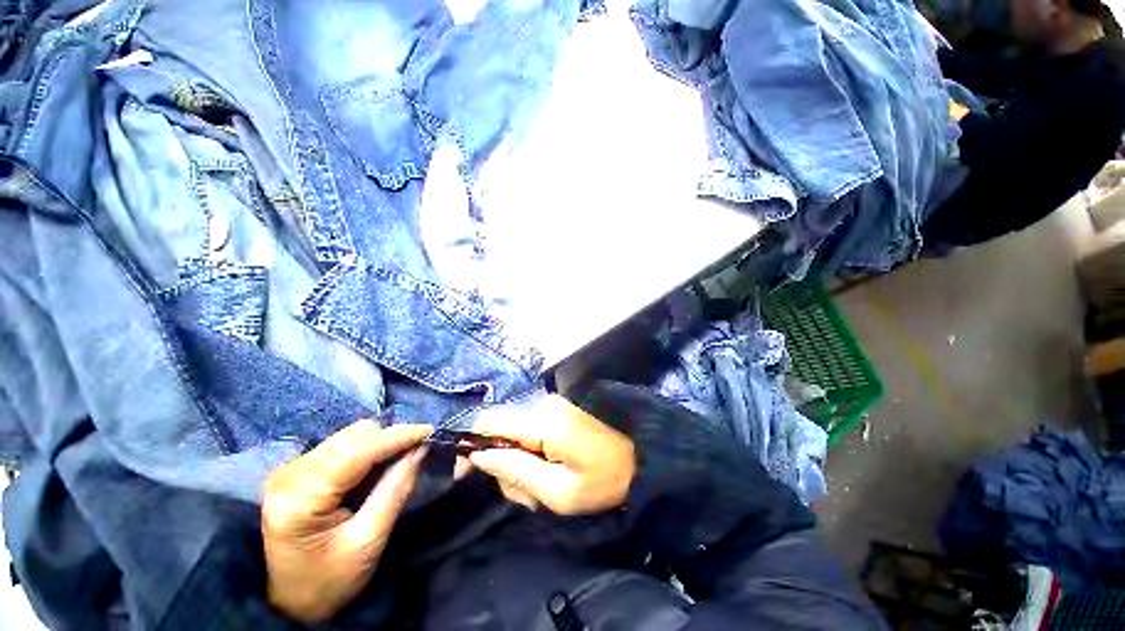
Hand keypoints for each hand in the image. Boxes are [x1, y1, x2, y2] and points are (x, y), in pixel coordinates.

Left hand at [261, 422, 430, 622]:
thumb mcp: (369, 541)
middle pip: (354, 435)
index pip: (357, 451)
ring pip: (351, 435)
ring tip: (397, 462)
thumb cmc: (330, 581)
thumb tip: (422, 449)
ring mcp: (291, 468)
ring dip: (380, 443)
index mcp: (301, 498)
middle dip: (391, 439)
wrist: (291, 601)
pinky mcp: (298, 469)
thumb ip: (396, 490)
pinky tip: (375, 468)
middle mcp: (290, 473)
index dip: (398, 436)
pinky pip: (343, 444)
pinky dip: (368, 450)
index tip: (431, 431)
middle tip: (418, 452)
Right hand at [468, 395, 635, 515]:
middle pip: (499, 429)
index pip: (490, 421)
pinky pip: (527, 430)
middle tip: (525, 494)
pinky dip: (528, 453)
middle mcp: (543, 404)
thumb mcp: (558, 492)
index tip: (469, 474)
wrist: (636, 463)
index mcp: (544, 421)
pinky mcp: (555, 411)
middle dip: (502, 464)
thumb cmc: (601, 483)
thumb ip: (516, 470)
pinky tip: (546, 472)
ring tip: (540, 489)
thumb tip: (478, 454)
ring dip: (517, 463)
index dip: (473, 444)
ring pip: (512, 433)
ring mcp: (550, 405)